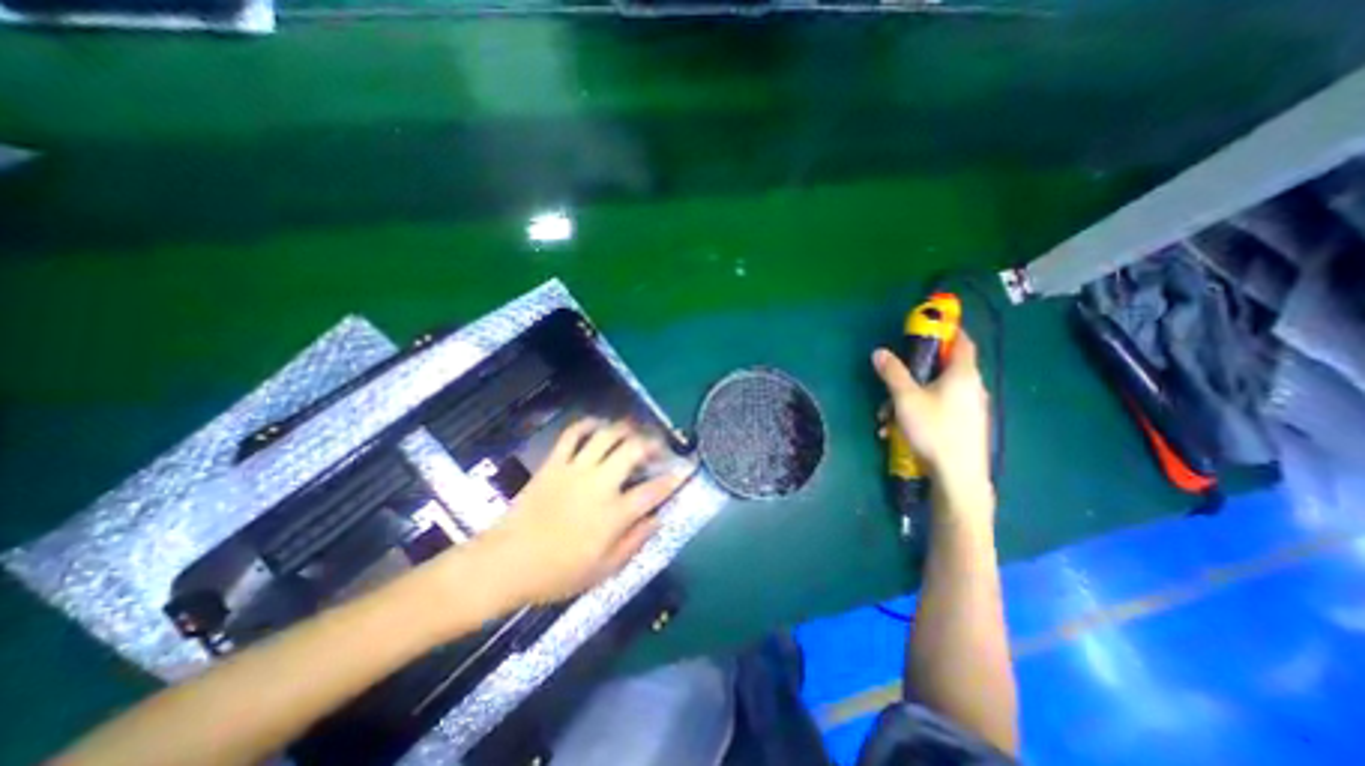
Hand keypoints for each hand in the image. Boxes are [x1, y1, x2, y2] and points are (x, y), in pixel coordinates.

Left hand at [472, 421, 688, 607]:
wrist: (506, 563)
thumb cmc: (557, 573)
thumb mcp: (603, 570)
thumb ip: (634, 542)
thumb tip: (657, 518)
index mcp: (614, 514)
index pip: (654, 491)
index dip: (674, 478)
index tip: (685, 469)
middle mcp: (599, 485)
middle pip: (633, 450)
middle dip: (652, 442)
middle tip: (659, 444)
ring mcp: (575, 470)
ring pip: (607, 436)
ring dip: (625, 428)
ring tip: (634, 430)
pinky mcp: (554, 463)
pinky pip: (573, 434)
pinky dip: (588, 424)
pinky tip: (598, 425)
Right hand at [873, 332, 993, 504]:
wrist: (958, 476)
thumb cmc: (934, 429)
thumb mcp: (905, 398)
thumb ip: (892, 373)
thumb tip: (879, 352)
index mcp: (963, 374)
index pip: (962, 341)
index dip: (947, 330)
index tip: (927, 328)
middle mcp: (972, 387)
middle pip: (943, 369)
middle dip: (913, 374)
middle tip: (892, 383)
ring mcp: (971, 408)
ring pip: (936, 393)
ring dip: (909, 399)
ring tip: (886, 417)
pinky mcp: (965, 426)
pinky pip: (939, 410)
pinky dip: (918, 413)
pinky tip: (898, 431)